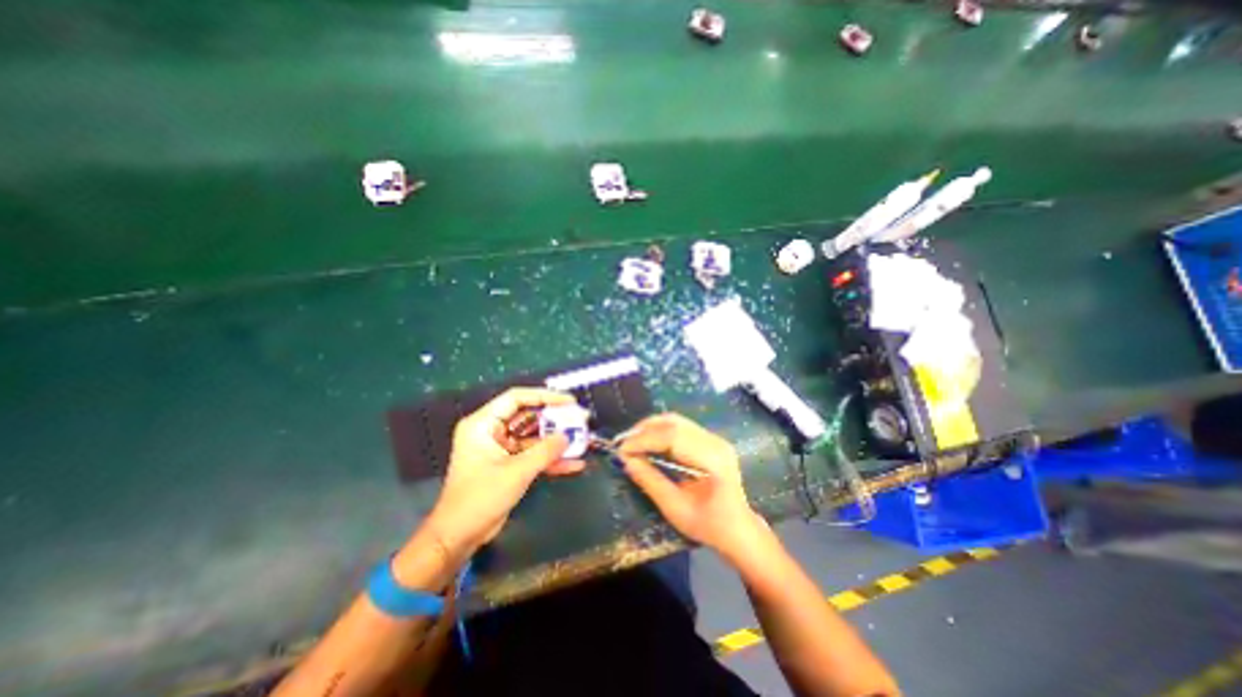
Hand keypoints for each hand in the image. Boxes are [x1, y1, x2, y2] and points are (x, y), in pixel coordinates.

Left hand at [429, 388, 581, 554]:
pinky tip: (574, 464)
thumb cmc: (480, 498)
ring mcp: (501, 448)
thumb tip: (567, 436)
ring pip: (533, 437)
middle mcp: (491, 431)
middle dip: (555, 419)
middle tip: (579, 419)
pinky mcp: (508, 465)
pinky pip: (533, 455)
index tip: (568, 401)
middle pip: (528, 416)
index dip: (544, 396)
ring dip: (556, 441)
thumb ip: (545, 451)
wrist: (459, 537)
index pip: (516, 398)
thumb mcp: (516, 472)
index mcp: (483, 424)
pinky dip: (551, 459)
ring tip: (582, 440)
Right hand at [614, 415, 762, 561]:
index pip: (672, 437)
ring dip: (651, 428)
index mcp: (712, 459)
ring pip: (676, 421)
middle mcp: (715, 442)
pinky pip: (680, 427)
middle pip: (674, 423)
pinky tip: (648, 442)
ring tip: (632, 441)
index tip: (621, 450)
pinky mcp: (709, 440)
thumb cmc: (709, 526)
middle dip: (644, 430)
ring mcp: (714, 438)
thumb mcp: (675, 508)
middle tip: (623, 443)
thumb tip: (626, 461)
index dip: (644, 440)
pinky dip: (660, 431)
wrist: (738, 530)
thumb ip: (650, 481)